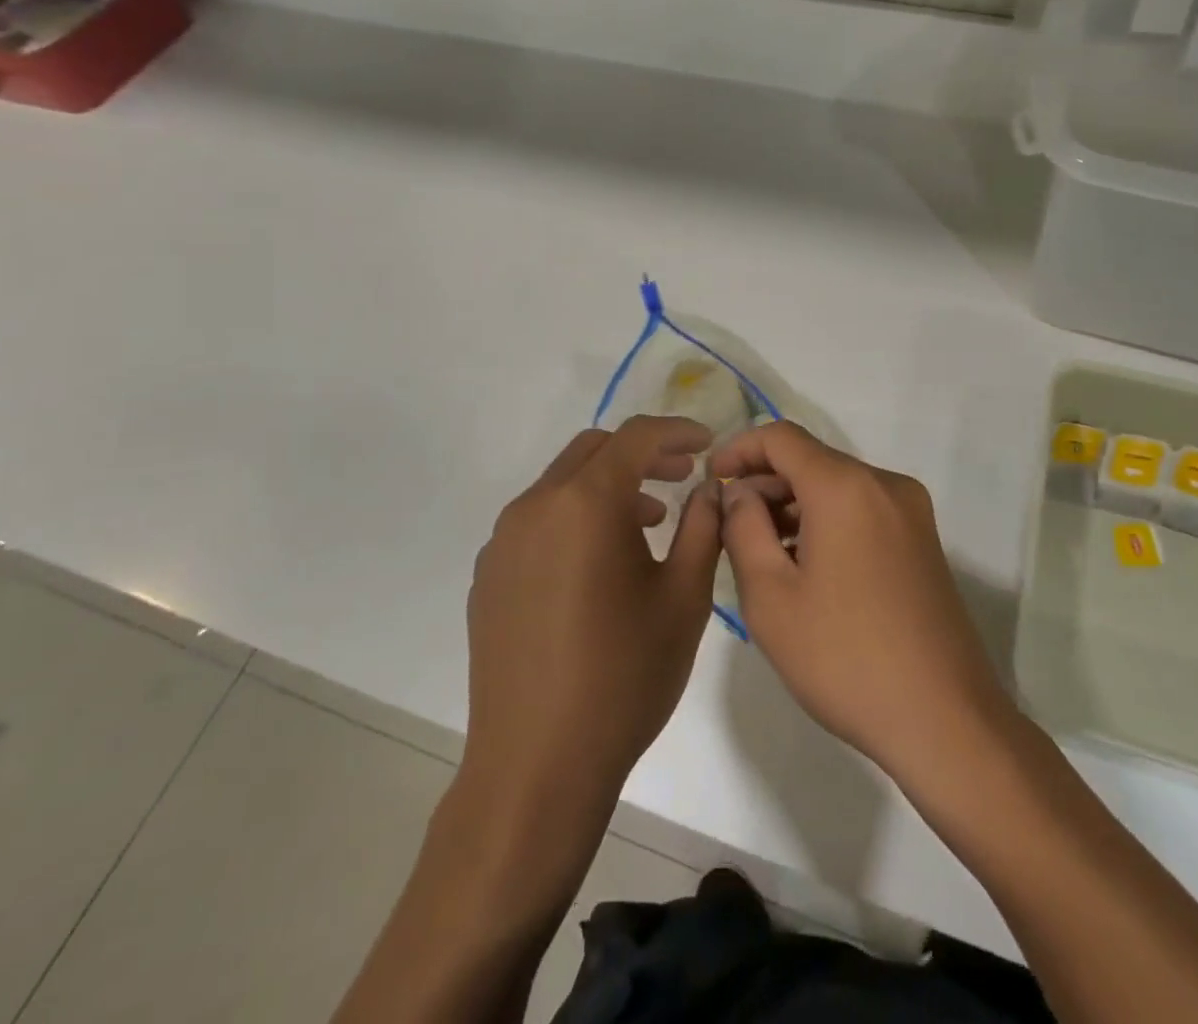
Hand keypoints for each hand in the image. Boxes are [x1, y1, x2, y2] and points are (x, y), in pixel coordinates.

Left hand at [462, 416, 720, 811]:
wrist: (536, 766)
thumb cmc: (624, 676)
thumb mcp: (684, 598)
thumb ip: (702, 527)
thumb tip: (707, 488)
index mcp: (585, 503)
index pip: (636, 437)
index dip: (677, 431)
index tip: (708, 444)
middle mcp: (536, 506)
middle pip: (594, 450)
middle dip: (643, 453)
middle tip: (682, 476)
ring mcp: (504, 541)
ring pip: (563, 483)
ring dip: (609, 485)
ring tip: (649, 523)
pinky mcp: (489, 575)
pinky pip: (539, 520)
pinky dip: (576, 516)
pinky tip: (600, 563)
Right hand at [712, 422, 1013, 786]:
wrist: (944, 720)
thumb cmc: (844, 658)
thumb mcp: (771, 597)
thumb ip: (743, 529)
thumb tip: (739, 492)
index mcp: (846, 487)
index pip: (781, 437)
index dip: (739, 450)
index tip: (712, 480)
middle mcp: (884, 484)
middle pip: (811, 460)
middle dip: (765, 483)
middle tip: (730, 527)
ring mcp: (911, 511)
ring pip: (837, 486)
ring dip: (795, 505)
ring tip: (763, 553)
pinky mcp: (922, 540)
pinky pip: (862, 509)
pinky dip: (827, 521)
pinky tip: (807, 566)